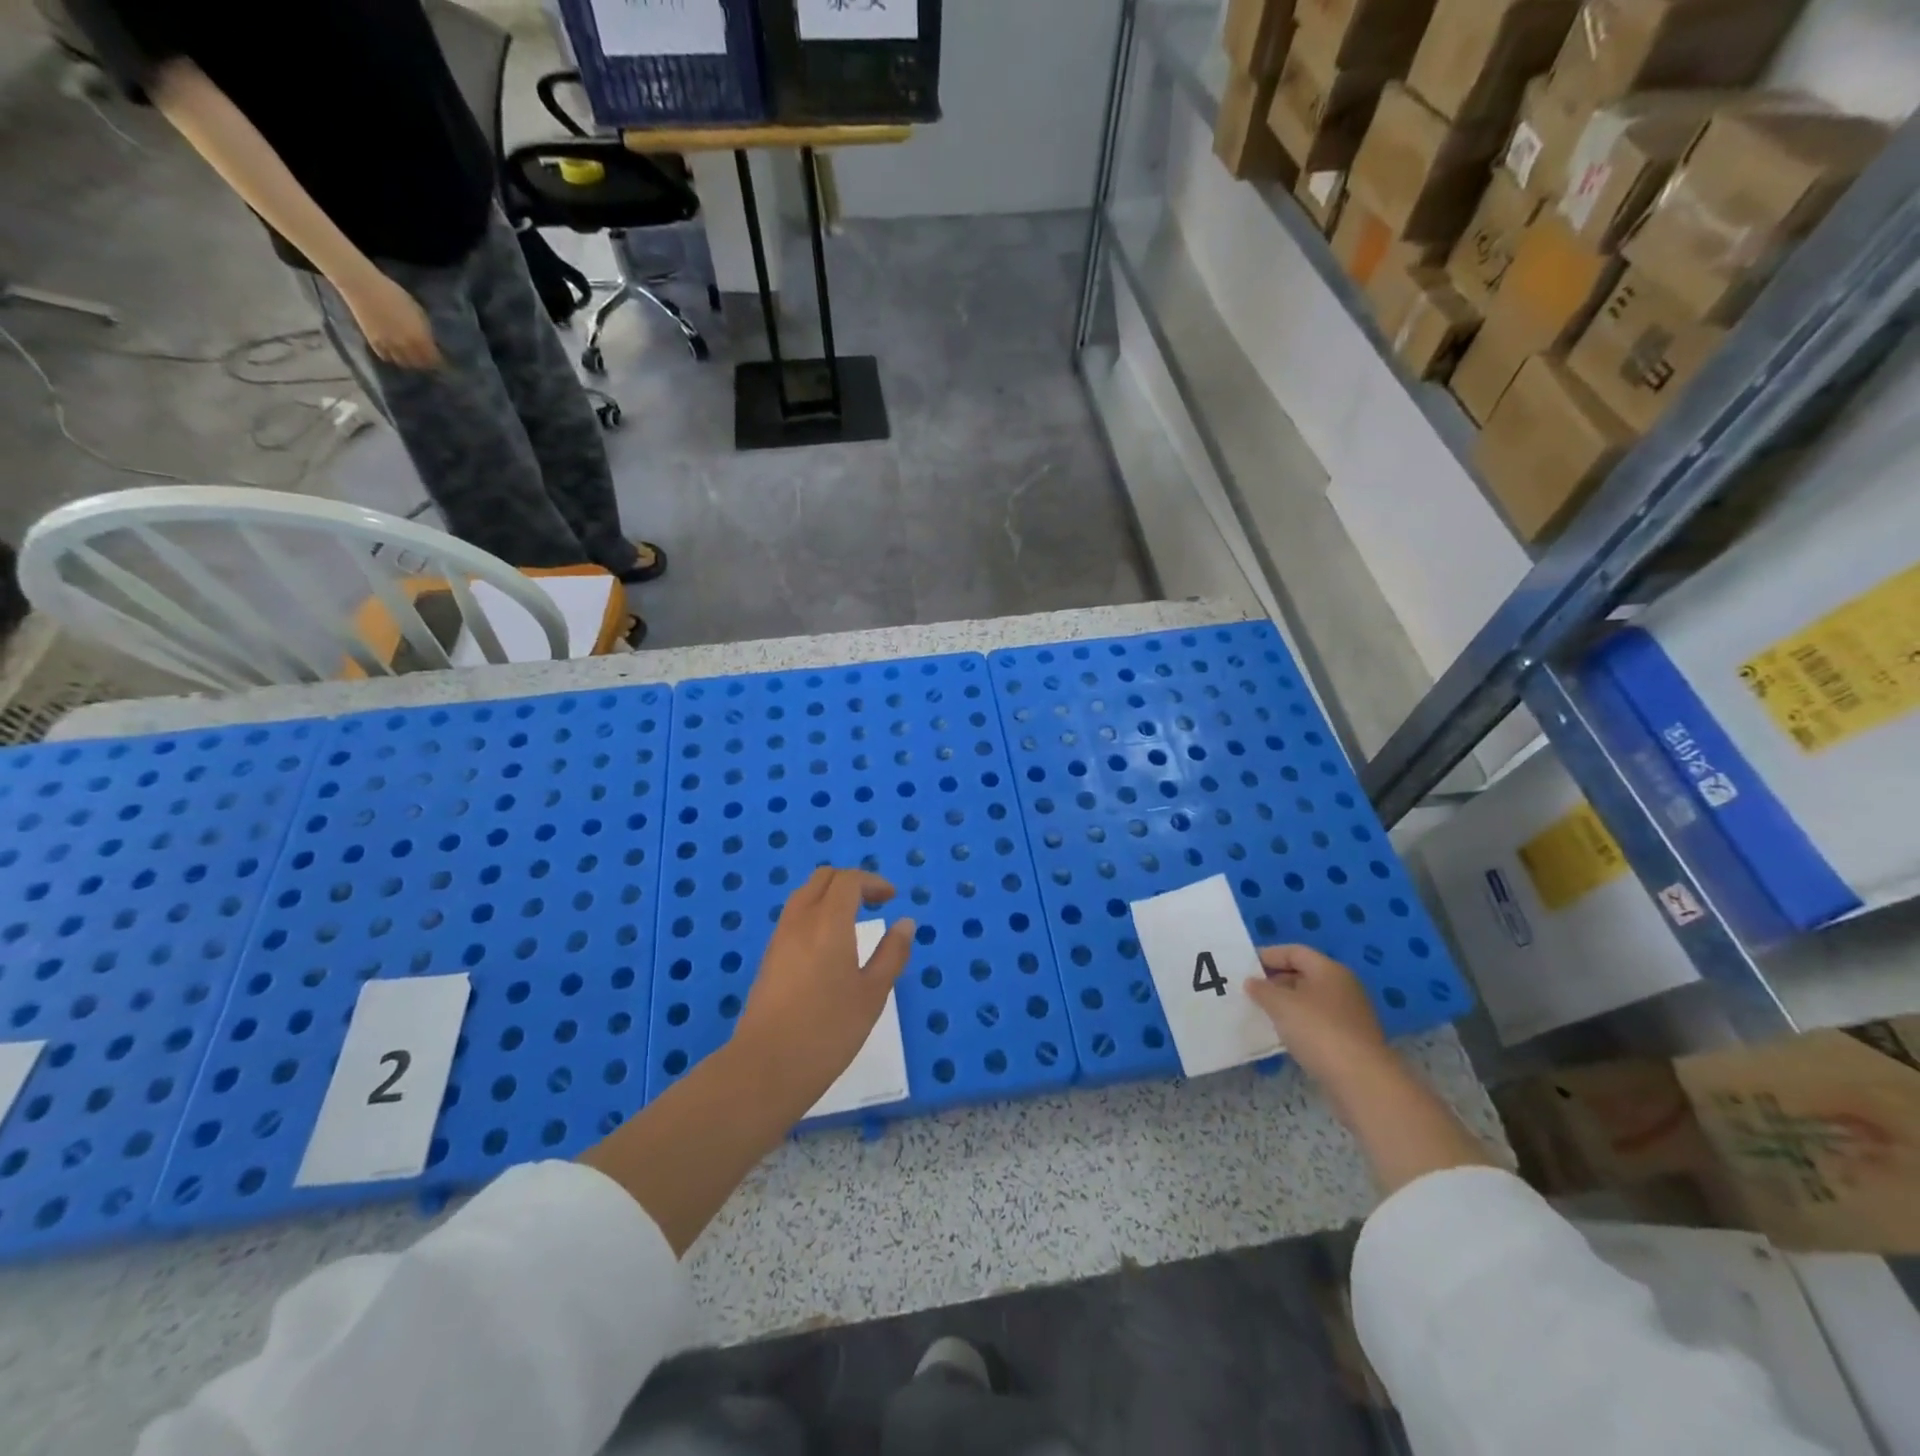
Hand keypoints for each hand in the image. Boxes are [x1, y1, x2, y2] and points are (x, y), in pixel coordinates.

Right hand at [342, 271, 441, 368]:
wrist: (362, 286)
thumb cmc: (393, 294)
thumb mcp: (418, 312)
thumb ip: (425, 330)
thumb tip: (431, 343)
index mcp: (419, 338)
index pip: (434, 359)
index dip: (438, 361)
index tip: (440, 360)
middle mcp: (406, 346)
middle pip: (420, 364)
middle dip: (425, 363)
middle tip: (426, 360)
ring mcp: (389, 346)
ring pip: (404, 363)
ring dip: (409, 362)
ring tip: (411, 358)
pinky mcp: (374, 343)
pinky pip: (387, 358)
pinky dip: (393, 358)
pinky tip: (395, 354)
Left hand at [733, 867, 914, 1110]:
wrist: (766, 1067)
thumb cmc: (828, 1030)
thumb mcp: (873, 994)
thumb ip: (892, 954)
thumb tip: (905, 923)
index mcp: (829, 922)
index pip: (848, 880)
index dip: (873, 882)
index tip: (892, 899)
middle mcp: (800, 921)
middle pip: (823, 879)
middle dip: (851, 882)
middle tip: (874, 903)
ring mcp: (779, 939)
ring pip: (804, 896)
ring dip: (831, 897)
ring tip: (854, 922)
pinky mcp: (769, 958)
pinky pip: (794, 918)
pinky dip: (815, 914)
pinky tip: (830, 946)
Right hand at [1245, 945, 1389, 1089]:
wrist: (1361, 1081)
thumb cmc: (1318, 1031)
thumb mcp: (1281, 1005)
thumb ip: (1262, 989)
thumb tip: (1252, 982)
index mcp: (1329, 970)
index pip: (1294, 951)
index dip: (1268, 955)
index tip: (1243, 967)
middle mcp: (1343, 987)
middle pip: (1303, 974)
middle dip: (1275, 980)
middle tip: (1249, 991)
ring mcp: (1349, 1014)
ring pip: (1310, 1000)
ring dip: (1285, 1004)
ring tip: (1261, 1012)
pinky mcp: (1350, 1039)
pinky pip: (1317, 1022)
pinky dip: (1298, 1023)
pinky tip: (1282, 1035)